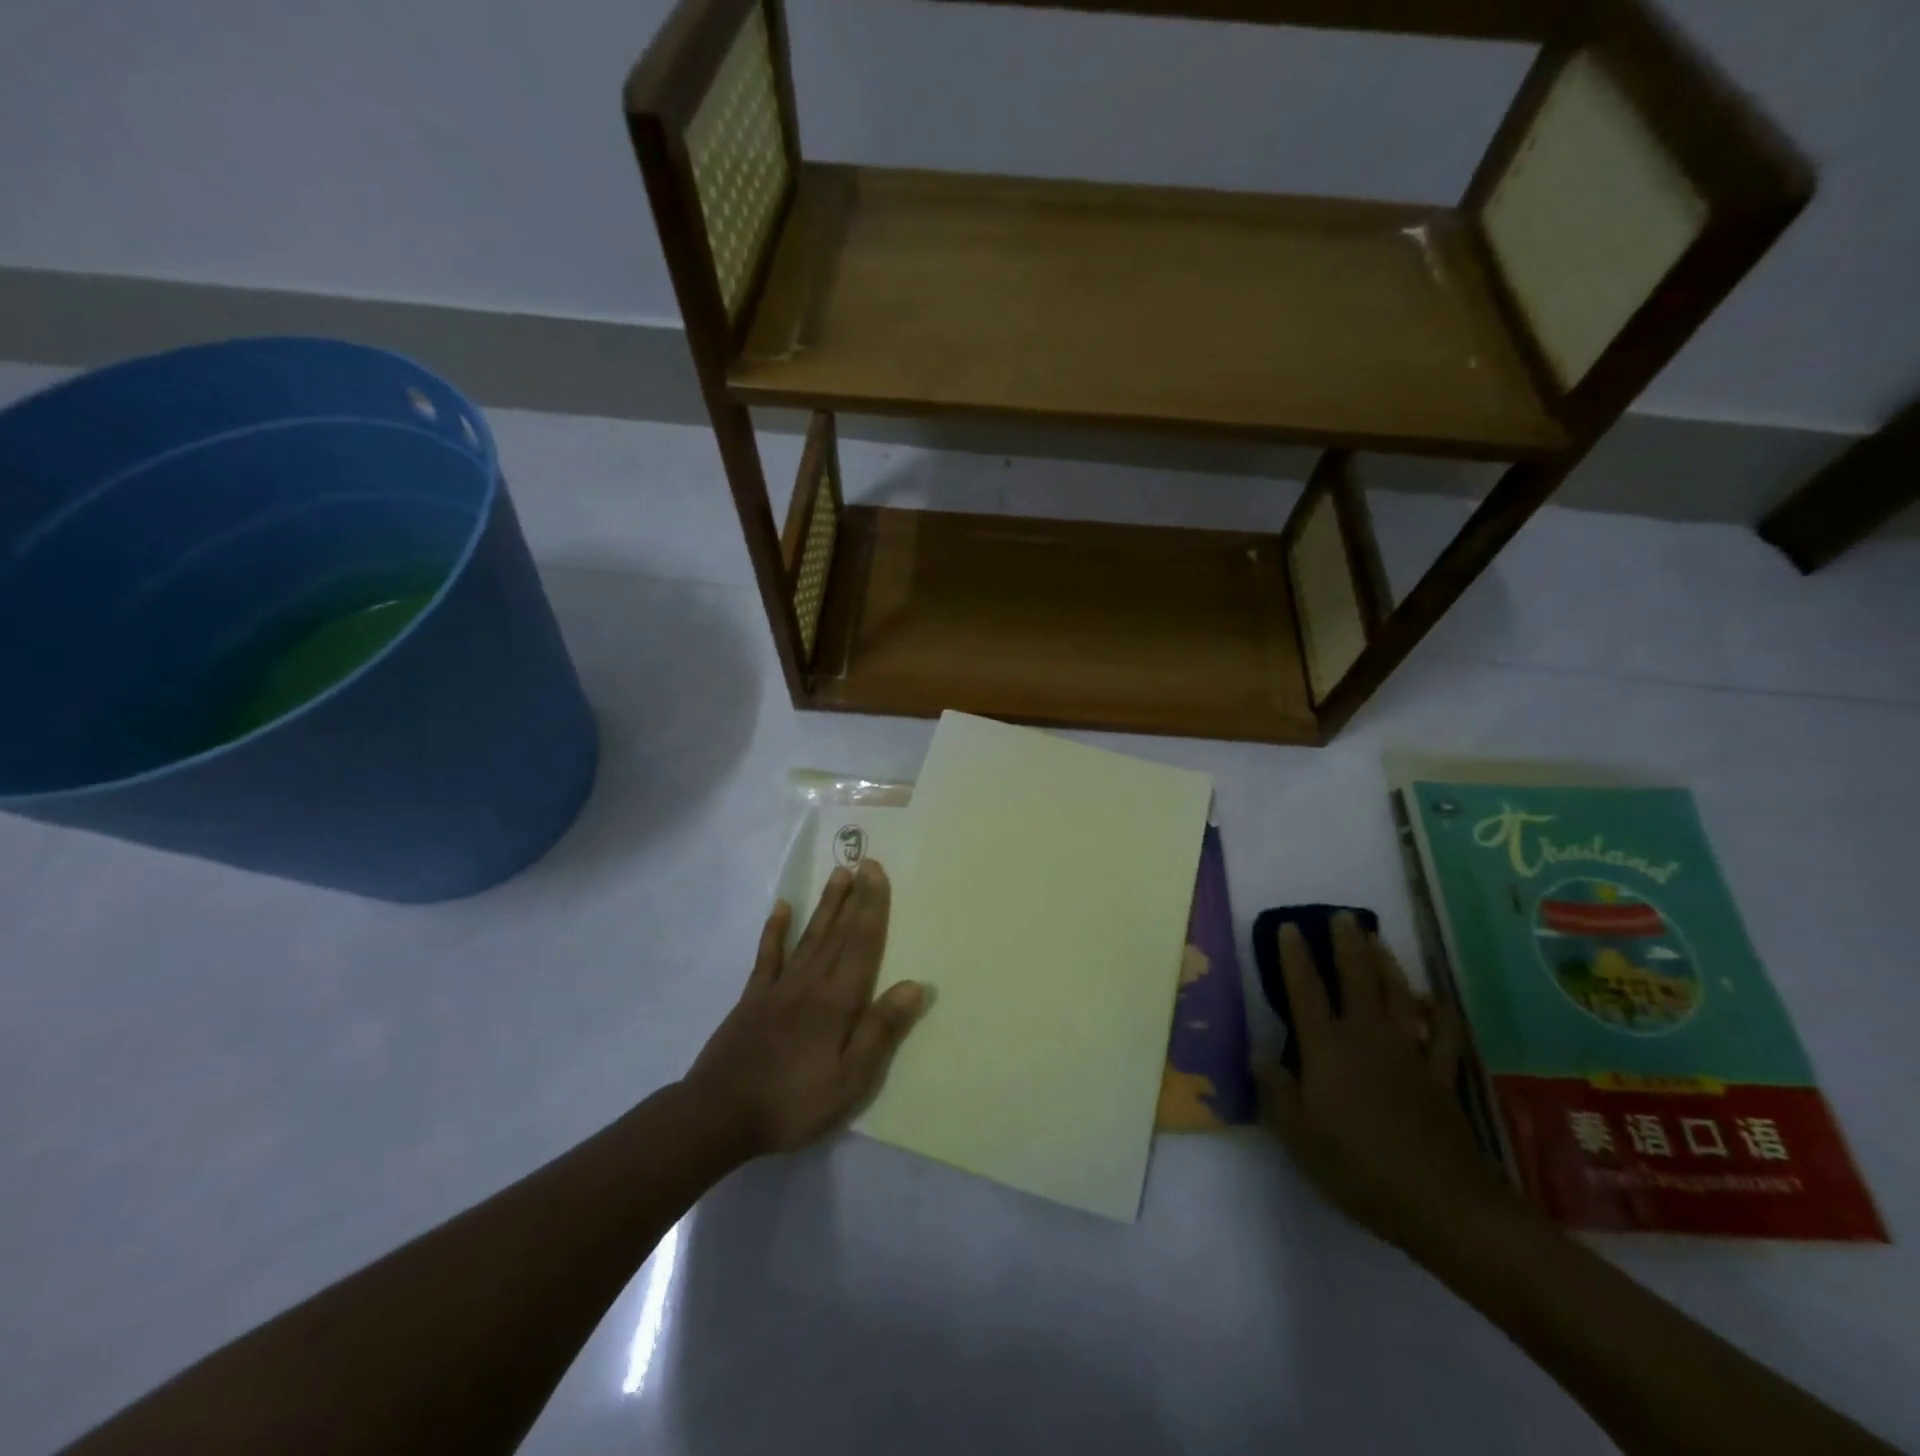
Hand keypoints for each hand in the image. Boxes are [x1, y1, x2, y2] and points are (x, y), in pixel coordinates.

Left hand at [685, 860, 927, 1158]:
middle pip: (838, 932)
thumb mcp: (849, 1079)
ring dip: (826, 906)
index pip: (862, 943)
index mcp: (837, 1000)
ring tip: (837, 876)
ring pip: (809, 936)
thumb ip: (881, 1031)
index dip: (872, 907)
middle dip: (854, 897)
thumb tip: (915, 985)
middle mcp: (810, 982)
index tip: (877, 872)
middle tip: (863, 861)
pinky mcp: (753, 998)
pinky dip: (775, 930)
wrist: (718, 1114)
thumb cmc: (792, 1102)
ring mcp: (778, 987)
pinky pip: (767, 956)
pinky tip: (781, 908)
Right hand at [1254, 913, 1523, 1259]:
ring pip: (1398, 997)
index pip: (1306, 990)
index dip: (1295, 957)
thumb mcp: (1298, 1135)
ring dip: (1388, 965)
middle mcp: (1367, 1038)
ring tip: (1379, 940)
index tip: (1290, 927)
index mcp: (1327, 1048)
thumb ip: (1275, 1091)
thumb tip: (1258, 1055)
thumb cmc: (1357, 1167)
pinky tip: (1437, 1002)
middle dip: (1348, 945)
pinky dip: (1440, 1015)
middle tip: (1343, 916)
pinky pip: (1444, 1037)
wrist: (1442, 1204)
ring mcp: (1409, 1055)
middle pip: (1357, 980)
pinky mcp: (1441, 1078)